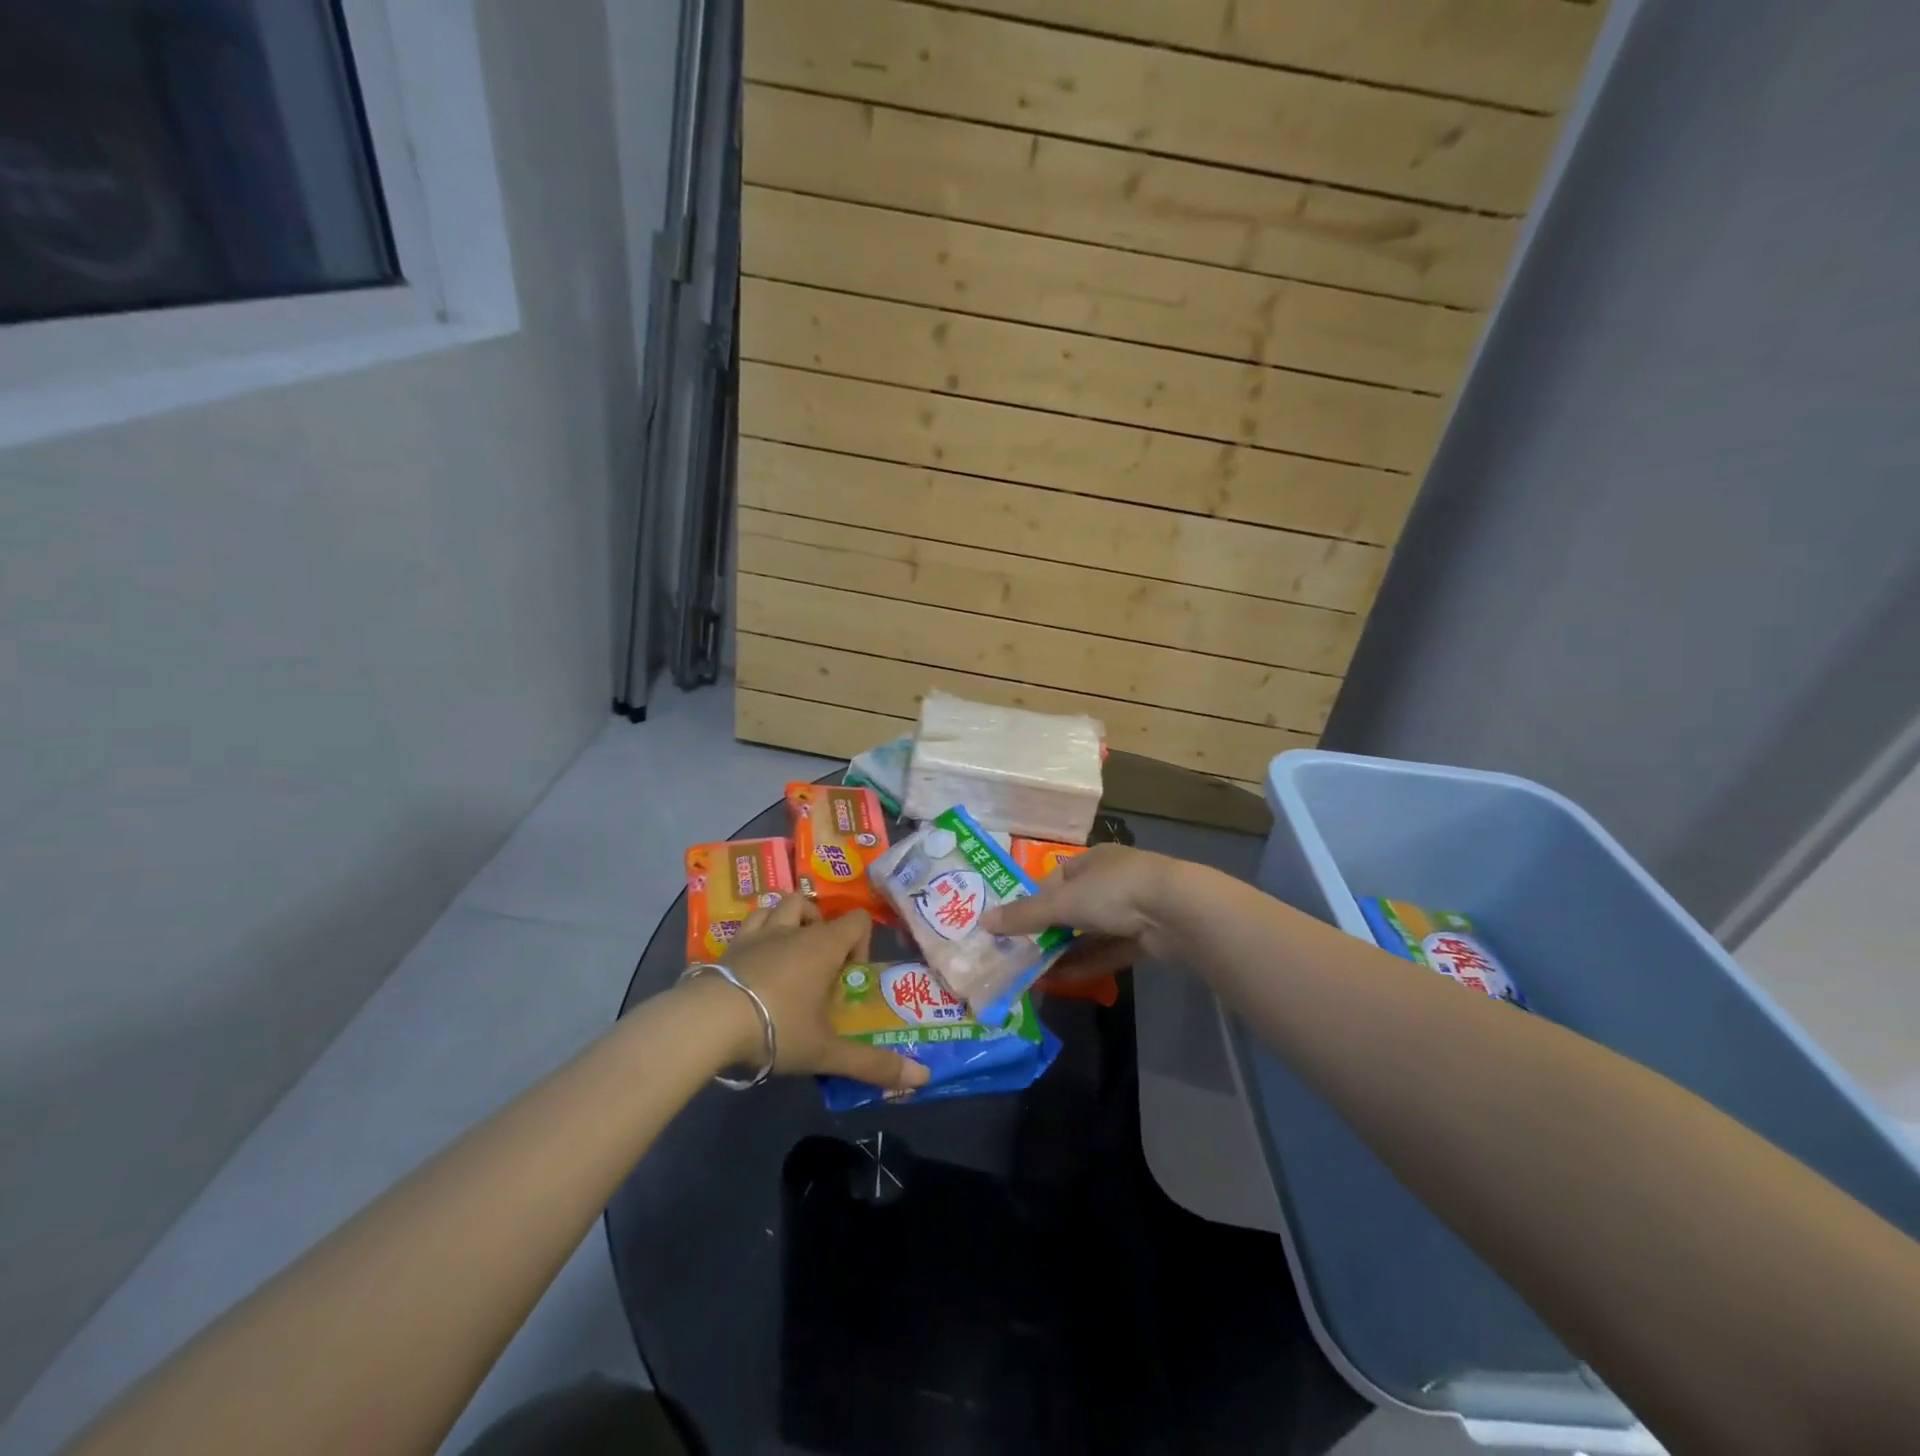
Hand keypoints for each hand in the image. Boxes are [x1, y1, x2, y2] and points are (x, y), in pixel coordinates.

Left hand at [711, 895, 929, 1090]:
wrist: (708, 1023)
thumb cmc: (777, 1028)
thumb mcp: (827, 1052)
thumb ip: (873, 1064)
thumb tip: (922, 1078)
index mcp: (823, 946)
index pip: (856, 920)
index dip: (860, 942)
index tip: (849, 978)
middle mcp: (792, 930)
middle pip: (814, 908)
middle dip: (821, 929)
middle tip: (819, 966)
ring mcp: (757, 934)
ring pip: (778, 905)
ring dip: (788, 920)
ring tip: (789, 951)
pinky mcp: (728, 946)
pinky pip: (749, 923)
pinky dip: (757, 931)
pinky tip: (755, 959)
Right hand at [981, 844, 1183, 983]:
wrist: (1177, 911)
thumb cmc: (1114, 891)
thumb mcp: (1064, 901)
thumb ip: (1025, 915)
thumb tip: (984, 922)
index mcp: (1092, 861)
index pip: (1055, 879)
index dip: (1033, 901)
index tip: (1013, 926)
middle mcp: (1111, 882)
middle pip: (1072, 909)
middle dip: (1047, 932)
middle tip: (1020, 955)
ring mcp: (1131, 911)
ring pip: (1089, 933)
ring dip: (1064, 953)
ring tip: (1034, 974)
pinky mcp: (1144, 939)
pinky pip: (1107, 952)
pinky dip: (1086, 965)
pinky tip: (1061, 982)